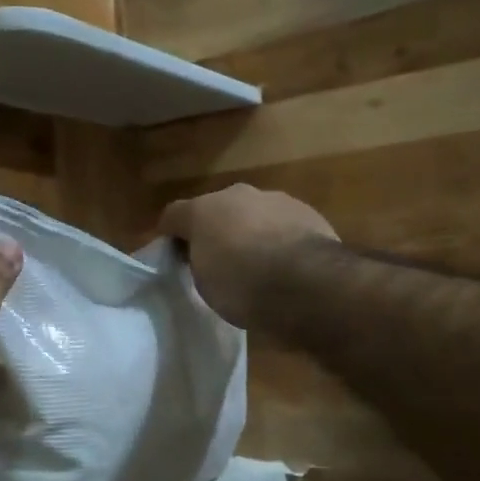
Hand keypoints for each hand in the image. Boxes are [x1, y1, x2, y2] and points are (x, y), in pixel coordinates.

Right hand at [158, 184, 336, 328]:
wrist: (308, 284)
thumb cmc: (242, 286)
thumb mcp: (204, 284)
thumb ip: (200, 262)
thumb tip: (205, 257)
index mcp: (202, 210)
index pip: (173, 216)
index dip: (171, 237)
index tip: (175, 259)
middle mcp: (236, 195)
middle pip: (216, 209)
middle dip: (215, 230)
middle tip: (218, 261)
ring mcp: (275, 199)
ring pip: (253, 213)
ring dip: (250, 231)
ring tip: (258, 264)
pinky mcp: (308, 212)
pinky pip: (283, 224)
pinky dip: (279, 238)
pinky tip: (286, 264)